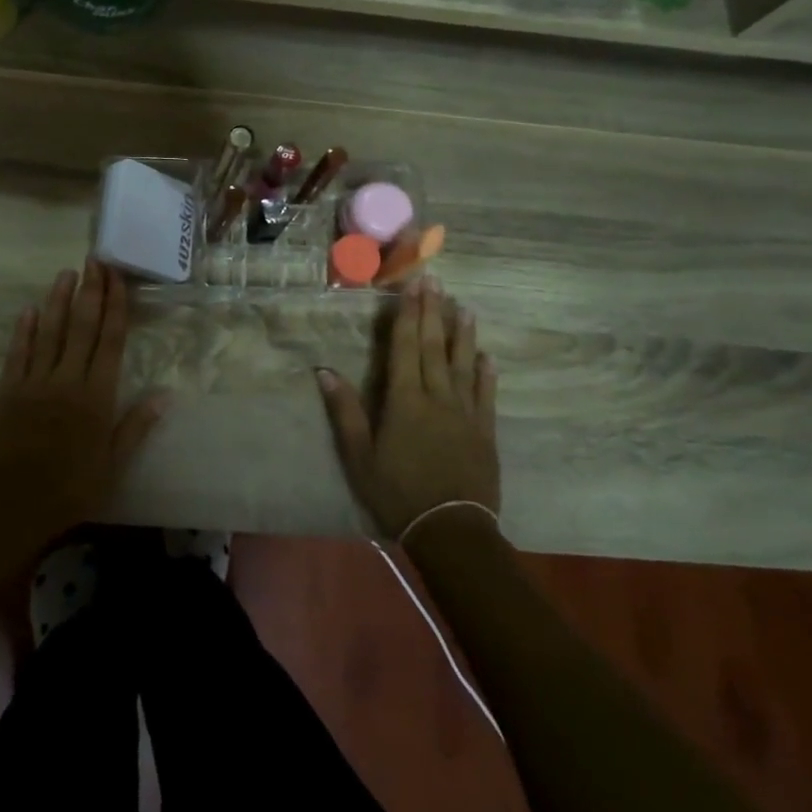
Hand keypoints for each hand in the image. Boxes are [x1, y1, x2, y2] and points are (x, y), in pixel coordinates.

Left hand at [0, 263, 168, 560]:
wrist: (10, 507)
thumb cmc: (69, 490)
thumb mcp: (113, 466)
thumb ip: (136, 426)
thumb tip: (166, 394)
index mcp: (97, 396)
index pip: (111, 340)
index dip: (116, 305)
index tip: (117, 277)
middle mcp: (68, 380)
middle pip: (82, 326)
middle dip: (90, 291)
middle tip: (94, 259)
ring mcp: (35, 382)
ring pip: (49, 331)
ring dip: (58, 299)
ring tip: (66, 272)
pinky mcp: (7, 391)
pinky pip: (18, 353)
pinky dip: (24, 329)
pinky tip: (29, 309)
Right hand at [316, 276, 497, 538]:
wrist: (451, 530)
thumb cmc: (397, 492)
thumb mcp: (359, 456)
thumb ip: (344, 411)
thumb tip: (323, 371)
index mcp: (404, 400)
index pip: (405, 348)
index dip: (407, 315)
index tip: (412, 286)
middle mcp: (437, 397)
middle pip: (433, 347)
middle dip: (433, 312)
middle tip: (436, 281)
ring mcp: (465, 413)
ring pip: (463, 364)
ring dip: (462, 334)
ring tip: (465, 307)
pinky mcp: (485, 432)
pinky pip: (486, 395)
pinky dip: (486, 373)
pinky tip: (487, 356)